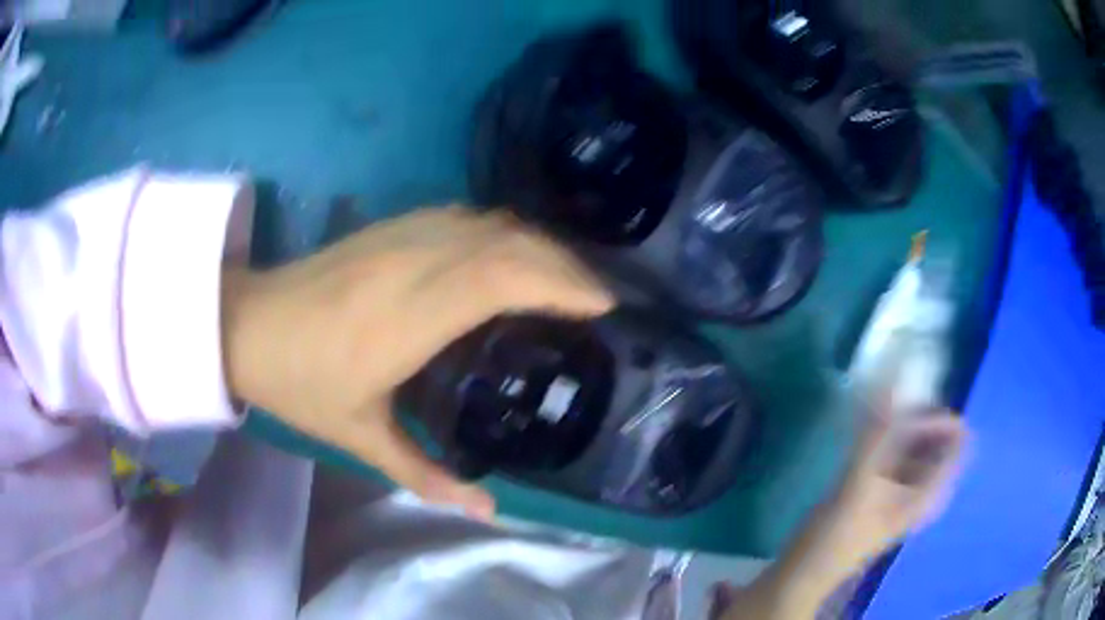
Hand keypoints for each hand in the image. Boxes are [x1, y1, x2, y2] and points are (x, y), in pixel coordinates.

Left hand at [221, 207, 613, 519]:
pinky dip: (502, 231)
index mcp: (405, 319)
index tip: (600, 307)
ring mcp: (399, 238)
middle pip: (505, 243)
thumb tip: (488, 511)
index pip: (498, 278)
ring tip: (565, 278)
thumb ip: (427, 476)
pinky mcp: (389, 227)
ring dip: (536, 244)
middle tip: (595, 299)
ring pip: (487, 224)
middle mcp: (410, 265)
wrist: (247, 325)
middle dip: (562, 265)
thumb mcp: (361, 439)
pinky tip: (513, 254)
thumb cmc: (300, 384)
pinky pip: (463, 217)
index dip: (557, 283)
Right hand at [712, 404, 967, 619]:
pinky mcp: (883, 486)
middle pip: (938, 436)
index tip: (907, 413)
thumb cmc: (836, 536)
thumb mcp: (858, 484)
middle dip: (918, 415)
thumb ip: (877, 431)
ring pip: (917, 441)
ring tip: (875, 415)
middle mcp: (924, 487)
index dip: (938, 418)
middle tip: (888, 409)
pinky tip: (865, 430)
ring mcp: (903, 488)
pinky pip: (897, 449)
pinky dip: (887, 433)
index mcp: (930, 491)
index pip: (959, 438)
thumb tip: (895, 368)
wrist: (804, 570)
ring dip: (901, 422)